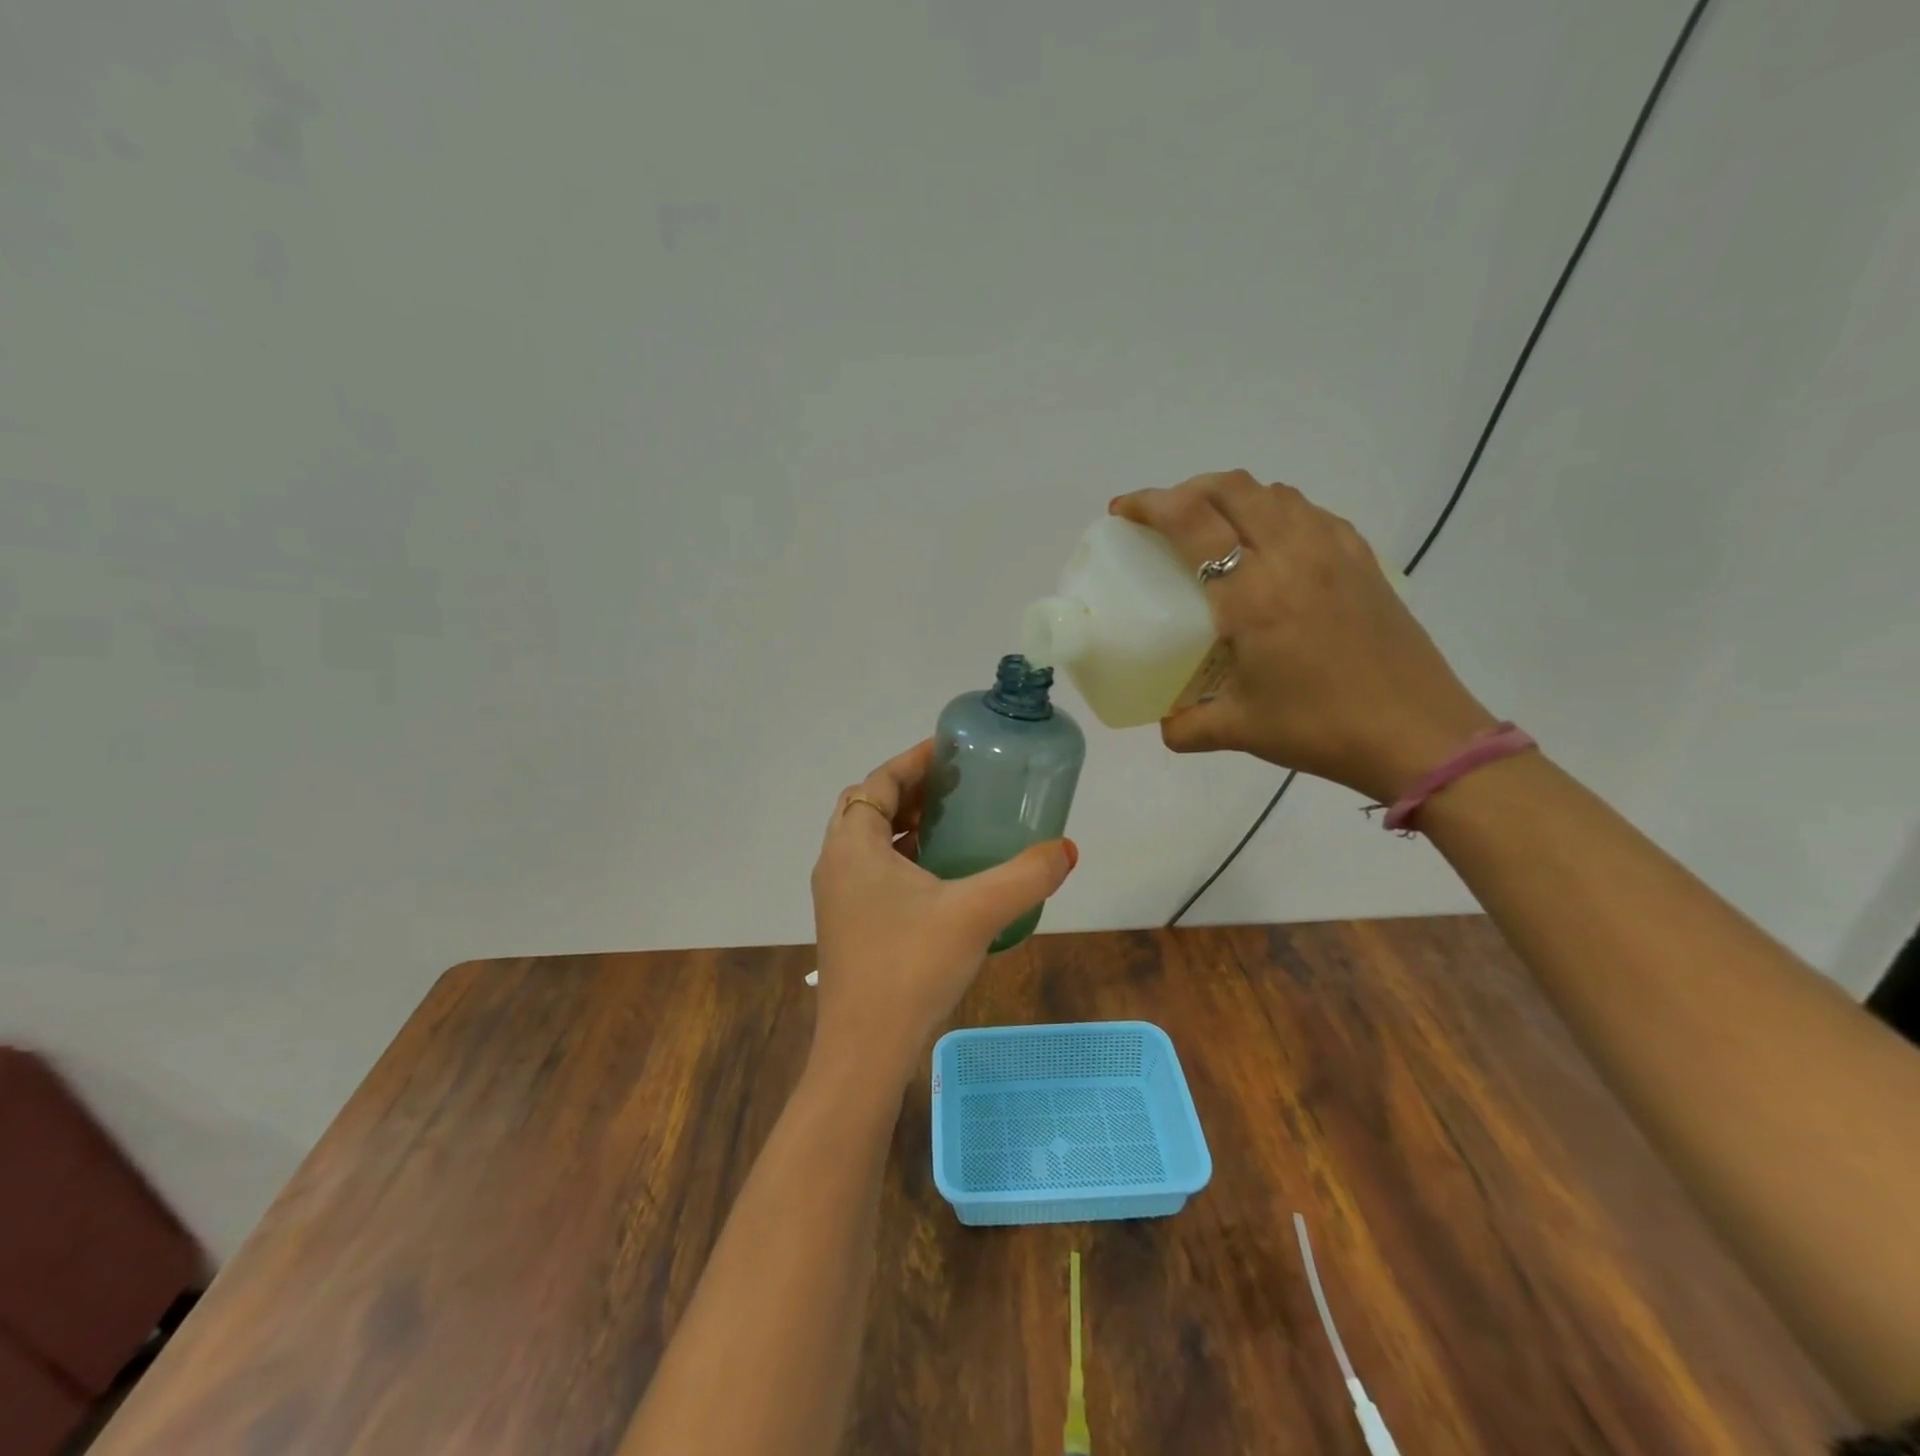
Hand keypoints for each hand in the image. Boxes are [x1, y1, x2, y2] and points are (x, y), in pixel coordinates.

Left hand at [810, 741, 1077, 1086]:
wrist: (865, 1051)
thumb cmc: (910, 967)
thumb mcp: (975, 913)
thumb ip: (1025, 877)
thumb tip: (1067, 849)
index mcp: (853, 846)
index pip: (878, 782)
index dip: (913, 761)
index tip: (951, 751)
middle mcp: (836, 864)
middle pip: (870, 807)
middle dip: (911, 790)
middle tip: (957, 785)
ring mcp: (838, 898)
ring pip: (870, 842)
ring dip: (905, 824)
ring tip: (953, 821)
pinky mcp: (848, 925)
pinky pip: (873, 872)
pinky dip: (903, 858)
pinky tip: (942, 876)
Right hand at [1112, 471, 1495, 802]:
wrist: (1419, 735)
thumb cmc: (1321, 728)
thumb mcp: (1240, 731)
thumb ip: (1188, 726)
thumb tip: (1164, 724)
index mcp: (1254, 594)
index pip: (1192, 521)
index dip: (1151, 504)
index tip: (1124, 511)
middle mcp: (1293, 556)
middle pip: (1233, 488)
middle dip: (1188, 489)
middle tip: (1164, 517)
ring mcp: (1335, 552)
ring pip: (1275, 493)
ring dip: (1234, 496)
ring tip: (1214, 527)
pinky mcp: (1364, 560)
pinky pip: (1311, 512)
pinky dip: (1277, 511)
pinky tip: (1272, 545)